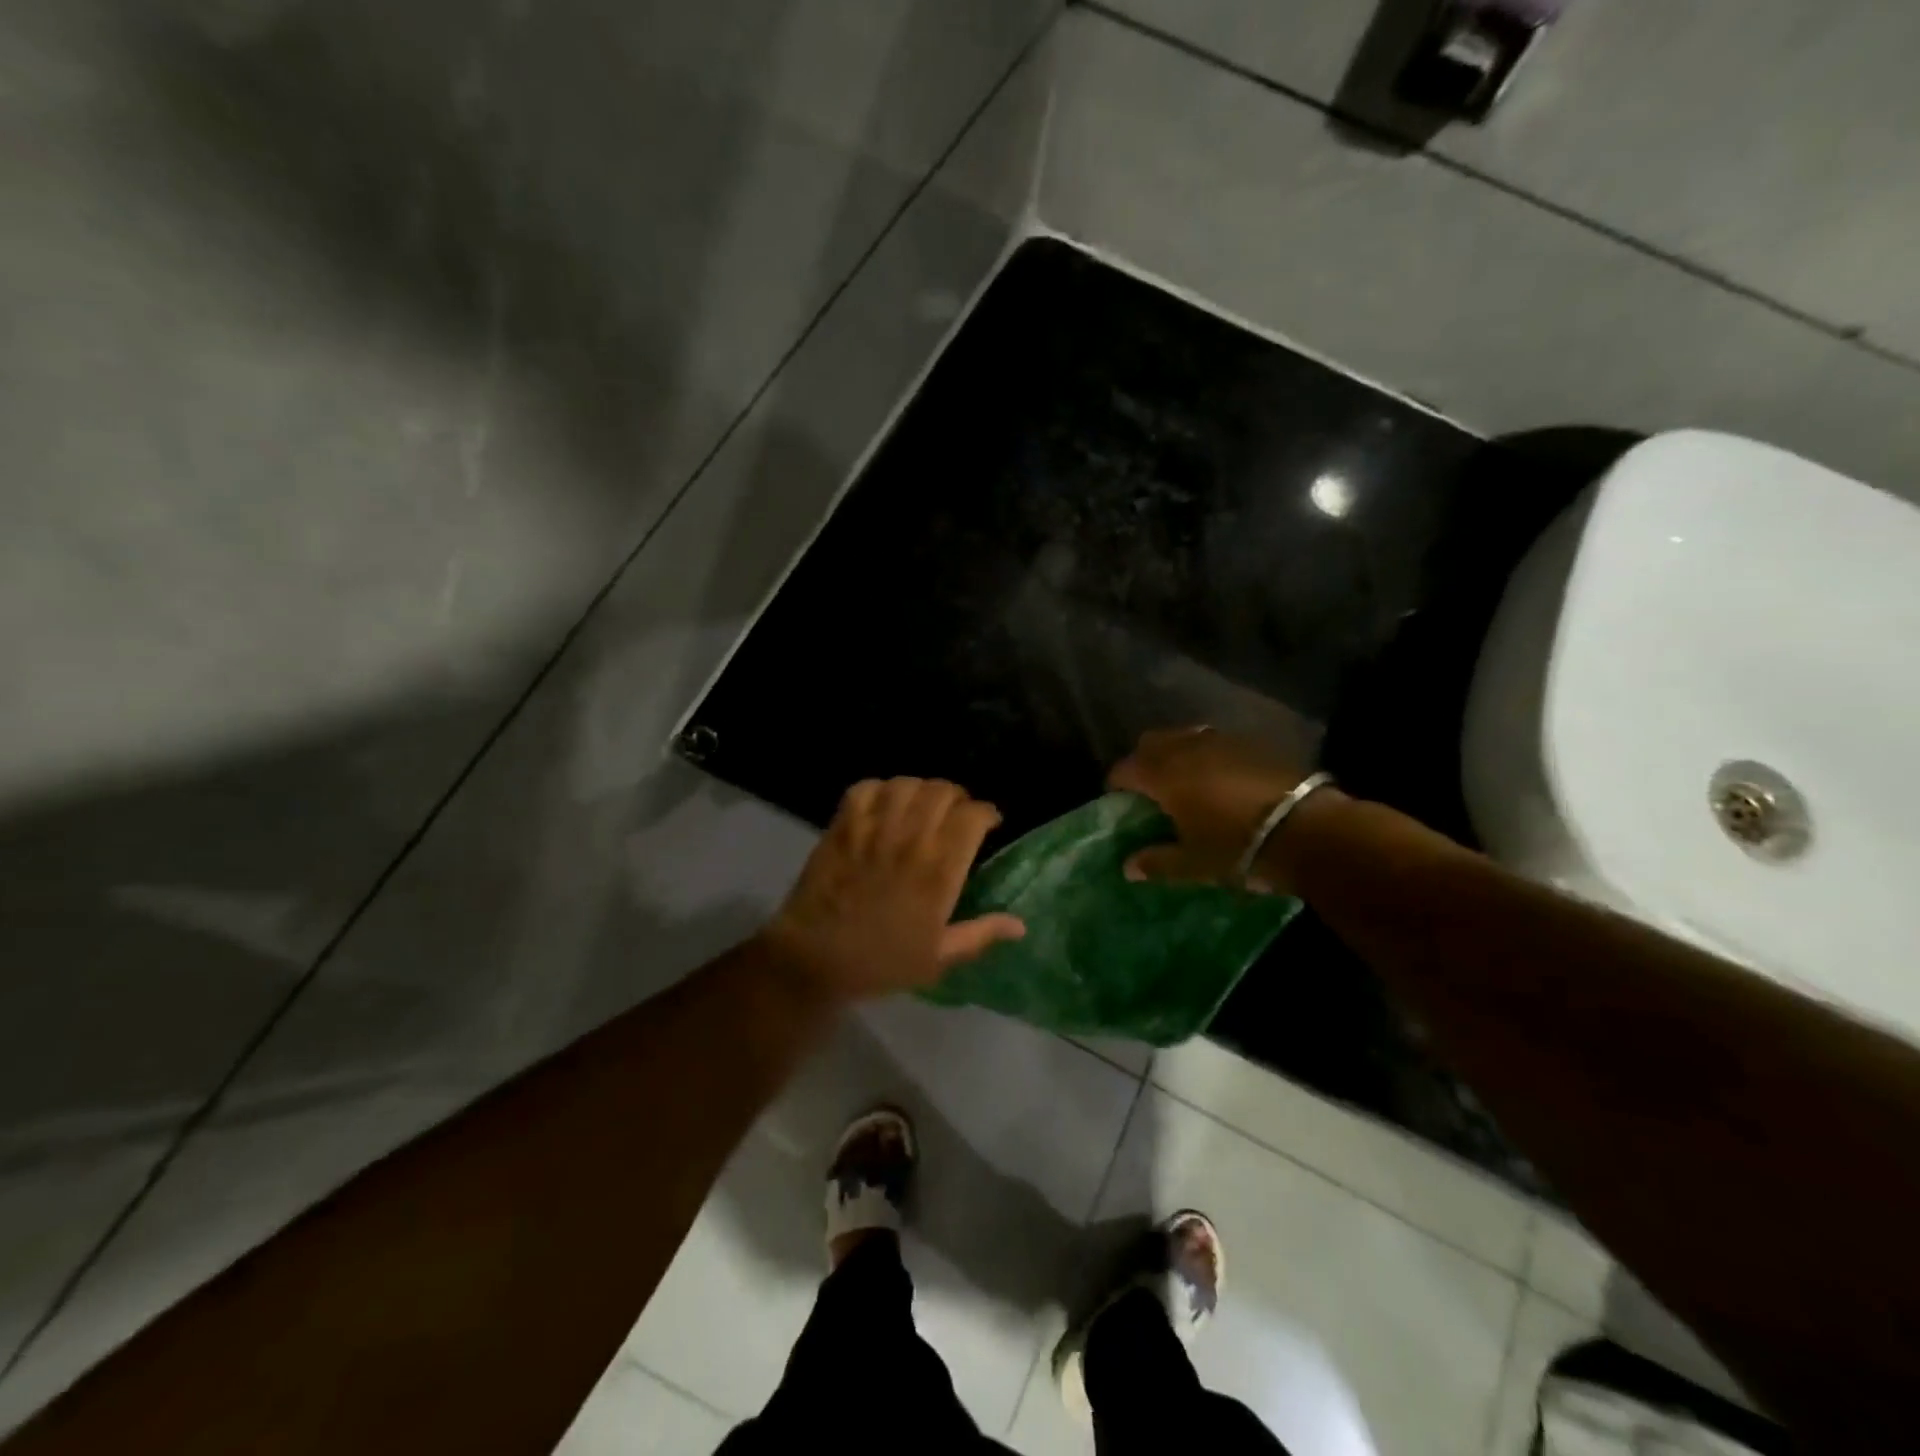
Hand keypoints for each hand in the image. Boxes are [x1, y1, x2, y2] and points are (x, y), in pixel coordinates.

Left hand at [760, 778, 1025, 1003]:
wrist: (815, 958)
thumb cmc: (881, 962)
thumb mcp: (938, 958)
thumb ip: (980, 935)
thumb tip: (1020, 925)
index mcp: (939, 870)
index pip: (972, 816)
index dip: (986, 813)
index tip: (988, 823)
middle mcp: (910, 839)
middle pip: (942, 790)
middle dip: (956, 797)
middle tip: (955, 813)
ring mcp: (872, 828)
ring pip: (906, 783)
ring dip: (920, 790)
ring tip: (921, 805)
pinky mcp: (842, 826)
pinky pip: (865, 788)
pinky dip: (879, 790)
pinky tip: (884, 805)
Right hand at [1108, 726, 1322, 892]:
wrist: (1307, 829)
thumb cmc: (1237, 848)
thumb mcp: (1193, 864)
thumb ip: (1157, 862)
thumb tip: (1129, 867)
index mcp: (1163, 774)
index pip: (1124, 769)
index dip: (1116, 785)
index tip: (1118, 801)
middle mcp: (1186, 748)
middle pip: (1151, 742)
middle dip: (1143, 760)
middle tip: (1149, 788)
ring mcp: (1221, 741)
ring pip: (1185, 736)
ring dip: (1177, 752)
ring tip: (1185, 779)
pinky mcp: (1252, 743)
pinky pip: (1217, 741)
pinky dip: (1208, 754)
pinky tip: (1220, 777)